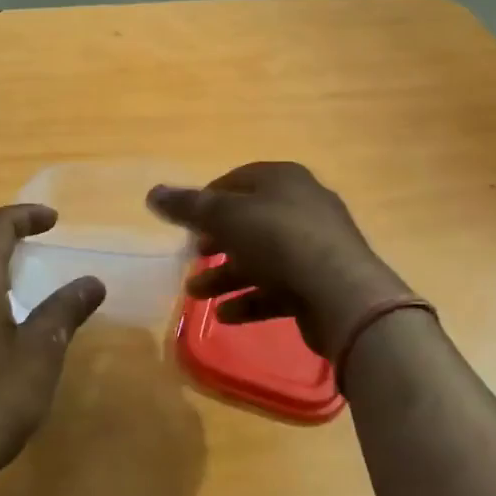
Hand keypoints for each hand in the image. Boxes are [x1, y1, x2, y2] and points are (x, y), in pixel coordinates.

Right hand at [147, 162, 409, 355]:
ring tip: (195, 294)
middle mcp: (301, 206)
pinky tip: (225, 314)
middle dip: (215, 241)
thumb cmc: (279, 240)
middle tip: (192, 256)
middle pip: (248, 221)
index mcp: (283, 180)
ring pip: (260, 257)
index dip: (206, 199)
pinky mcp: (319, 283)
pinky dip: (250, 298)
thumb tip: (152, 192)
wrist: (342, 294)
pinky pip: (277, 287)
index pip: (236, 181)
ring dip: (225, 275)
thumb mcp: (225, 217)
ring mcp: (313, 246)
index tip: (184, 223)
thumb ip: (188, 207)